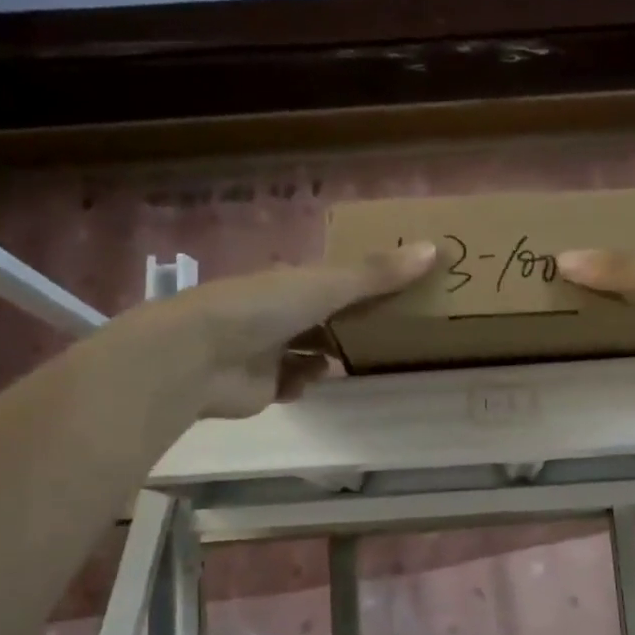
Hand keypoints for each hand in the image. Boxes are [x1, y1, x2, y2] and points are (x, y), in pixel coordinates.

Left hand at [168, 243, 437, 417]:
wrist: (199, 357)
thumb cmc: (262, 309)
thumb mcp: (326, 285)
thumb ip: (376, 274)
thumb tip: (435, 248)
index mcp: (289, 282)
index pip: (332, 280)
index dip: (363, 284)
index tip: (397, 291)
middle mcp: (277, 312)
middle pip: (322, 317)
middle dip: (349, 324)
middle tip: (390, 332)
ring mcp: (267, 350)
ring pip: (307, 350)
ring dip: (328, 355)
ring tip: (361, 358)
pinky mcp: (262, 386)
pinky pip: (293, 383)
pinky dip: (304, 382)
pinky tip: (315, 381)